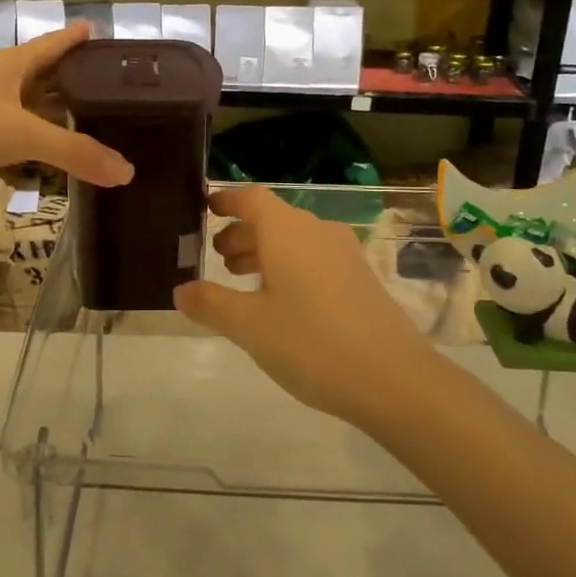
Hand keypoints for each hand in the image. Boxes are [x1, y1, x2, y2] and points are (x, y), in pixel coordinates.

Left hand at [0, 22, 131, 203]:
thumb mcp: (21, 134)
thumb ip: (74, 152)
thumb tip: (128, 172)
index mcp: (11, 65)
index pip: (53, 44)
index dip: (76, 38)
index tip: (99, 30)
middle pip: (45, 77)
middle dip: (75, 81)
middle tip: (112, 88)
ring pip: (29, 111)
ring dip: (55, 117)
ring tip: (92, 124)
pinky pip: (13, 140)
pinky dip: (34, 148)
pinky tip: (51, 161)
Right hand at [174, 186, 436, 428]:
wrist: (394, 379)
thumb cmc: (311, 343)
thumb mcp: (249, 326)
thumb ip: (210, 303)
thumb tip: (181, 290)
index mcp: (287, 231)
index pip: (251, 198)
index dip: (226, 200)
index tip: (205, 208)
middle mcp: (317, 231)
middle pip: (272, 219)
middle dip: (241, 234)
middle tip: (214, 257)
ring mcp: (344, 254)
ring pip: (294, 241)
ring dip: (264, 253)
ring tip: (240, 280)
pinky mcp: (360, 278)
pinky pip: (314, 258)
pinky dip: (288, 267)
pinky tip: (279, 303)